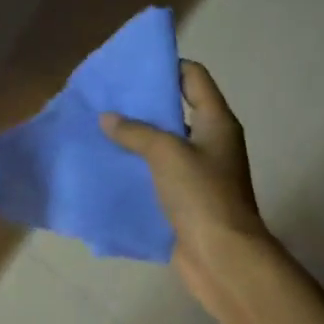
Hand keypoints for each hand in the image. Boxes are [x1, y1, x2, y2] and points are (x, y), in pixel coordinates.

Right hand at [100, 60, 270, 283]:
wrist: (221, 256)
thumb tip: (108, 118)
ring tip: (101, 128)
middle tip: (108, 98)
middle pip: (177, 108)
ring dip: (137, 136)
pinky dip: (138, 165)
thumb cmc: (201, 194)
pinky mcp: (186, 197)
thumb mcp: (166, 153)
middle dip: (144, 103)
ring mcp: (200, 171)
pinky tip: (110, 163)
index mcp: (216, 122)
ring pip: (165, 142)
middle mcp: (211, 141)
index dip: (167, 67)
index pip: (194, 77)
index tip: (132, 67)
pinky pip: (158, 172)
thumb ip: (135, 131)